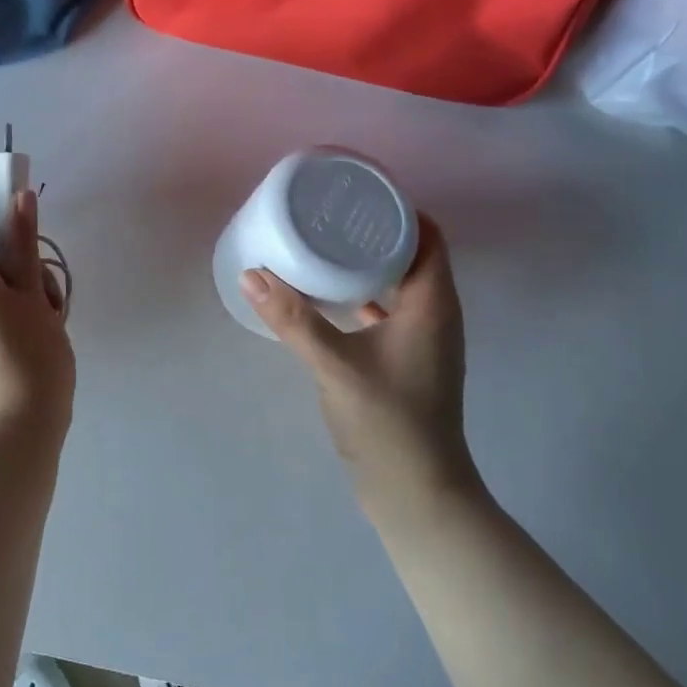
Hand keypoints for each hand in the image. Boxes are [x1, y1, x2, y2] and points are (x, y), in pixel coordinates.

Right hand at [243, 215, 479, 502]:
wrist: (416, 493)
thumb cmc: (388, 423)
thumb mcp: (335, 366)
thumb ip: (293, 321)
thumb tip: (252, 275)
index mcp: (432, 304)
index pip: (428, 236)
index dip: (398, 209)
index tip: (356, 194)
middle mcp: (434, 315)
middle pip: (412, 255)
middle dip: (374, 232)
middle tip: (328, 214)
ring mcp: (422, 341)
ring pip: (398, 285)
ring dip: (367, 264)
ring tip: (323, 245)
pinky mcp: (405, 362)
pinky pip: (386, 312)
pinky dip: (362, 297)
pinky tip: (326, 297)